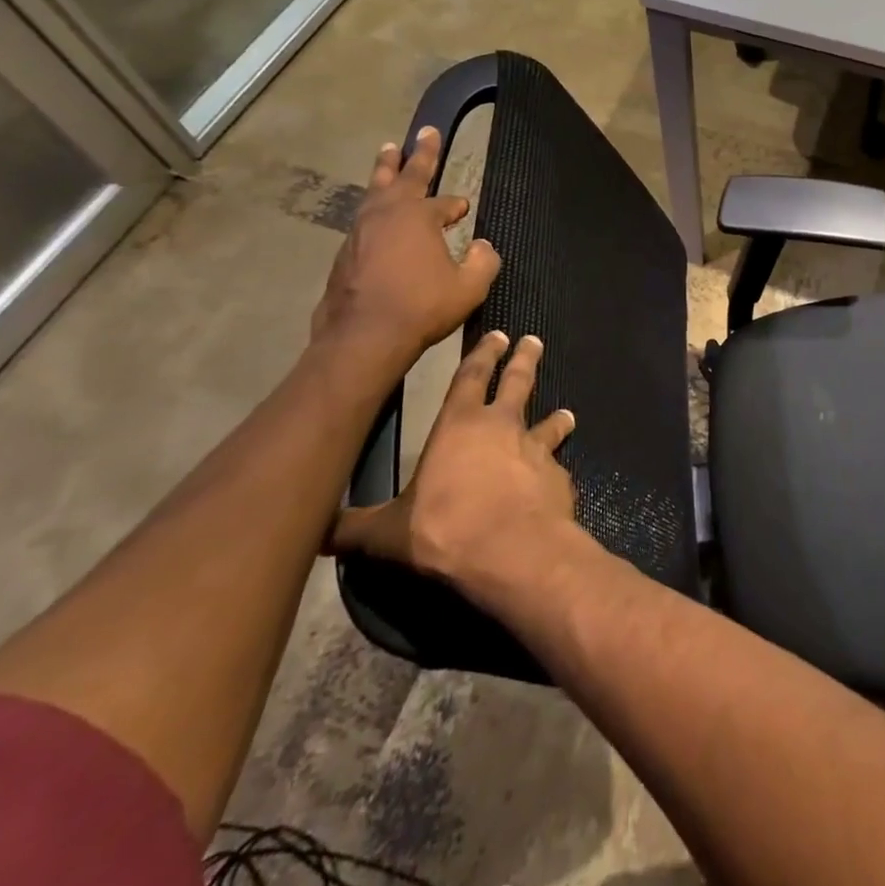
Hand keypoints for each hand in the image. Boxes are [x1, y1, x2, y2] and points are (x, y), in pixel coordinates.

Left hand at [309, 129, 500, 374]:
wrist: (363, 336)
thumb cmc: (422, 306)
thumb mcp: (469, 287)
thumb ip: (483, 262)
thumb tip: (484, 246)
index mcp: (419, 216)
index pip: (444, 203)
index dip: (456, 205)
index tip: (463, 208)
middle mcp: (386, 214)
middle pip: (403, 175)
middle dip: (418, 154)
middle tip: (424, 131)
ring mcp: (360, 232)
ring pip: (375, 191)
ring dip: (386, 171)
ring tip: (388, 152)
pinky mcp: (344, 253)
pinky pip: (364, 219)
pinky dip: (374, 207)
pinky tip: (376, 214)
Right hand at [326, 331, 580, 591]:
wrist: (512, 550)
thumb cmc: (444, 529)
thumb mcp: (387, 533)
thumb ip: (355, 529)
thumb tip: (317, 534)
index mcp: (460, 425)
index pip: (471, 376)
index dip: (483, 354)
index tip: (499, 335)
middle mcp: (503, 427)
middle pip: (517, 383)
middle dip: (524, 360)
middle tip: (534, 341)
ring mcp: (536, 450)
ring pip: (548, 424)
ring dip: (556, 419)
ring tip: (567, 414)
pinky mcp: (558, 478)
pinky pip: (556, 470)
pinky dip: (556, 472)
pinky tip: (557, 483)